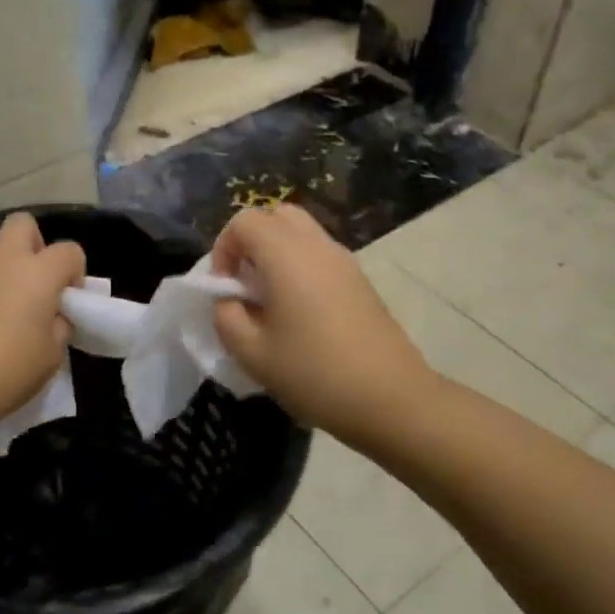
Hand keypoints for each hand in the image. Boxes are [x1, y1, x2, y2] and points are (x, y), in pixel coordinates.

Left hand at [0, 213, 86, 434]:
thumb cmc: (4, 371)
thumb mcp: (50, 357)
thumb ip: (58, 327)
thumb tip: (52, 316)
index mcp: (37, 273)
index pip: (69, 251)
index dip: (75, 273)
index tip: (69, 303)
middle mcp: (2, 261)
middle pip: (23, 225)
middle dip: (36, 246)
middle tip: (37, 286)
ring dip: (6, 274)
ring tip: (5, 318)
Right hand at [210, 204, 435, 444]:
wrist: (390, 397)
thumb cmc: (314, 374)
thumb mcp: (252, 353)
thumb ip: (226, 317)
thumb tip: (228, 300)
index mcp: (286, 255)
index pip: (245, 221)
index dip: (224, 248)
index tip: (225, 288)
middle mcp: (317, 245)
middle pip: (277, 216)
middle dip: (252, 243)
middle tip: (245, 285)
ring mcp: (344, 260)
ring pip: (302, 233)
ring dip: (277, 255)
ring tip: (271, 301)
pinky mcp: (360, 280)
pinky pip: (321, 255)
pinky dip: (301, 267)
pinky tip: (300, 314)